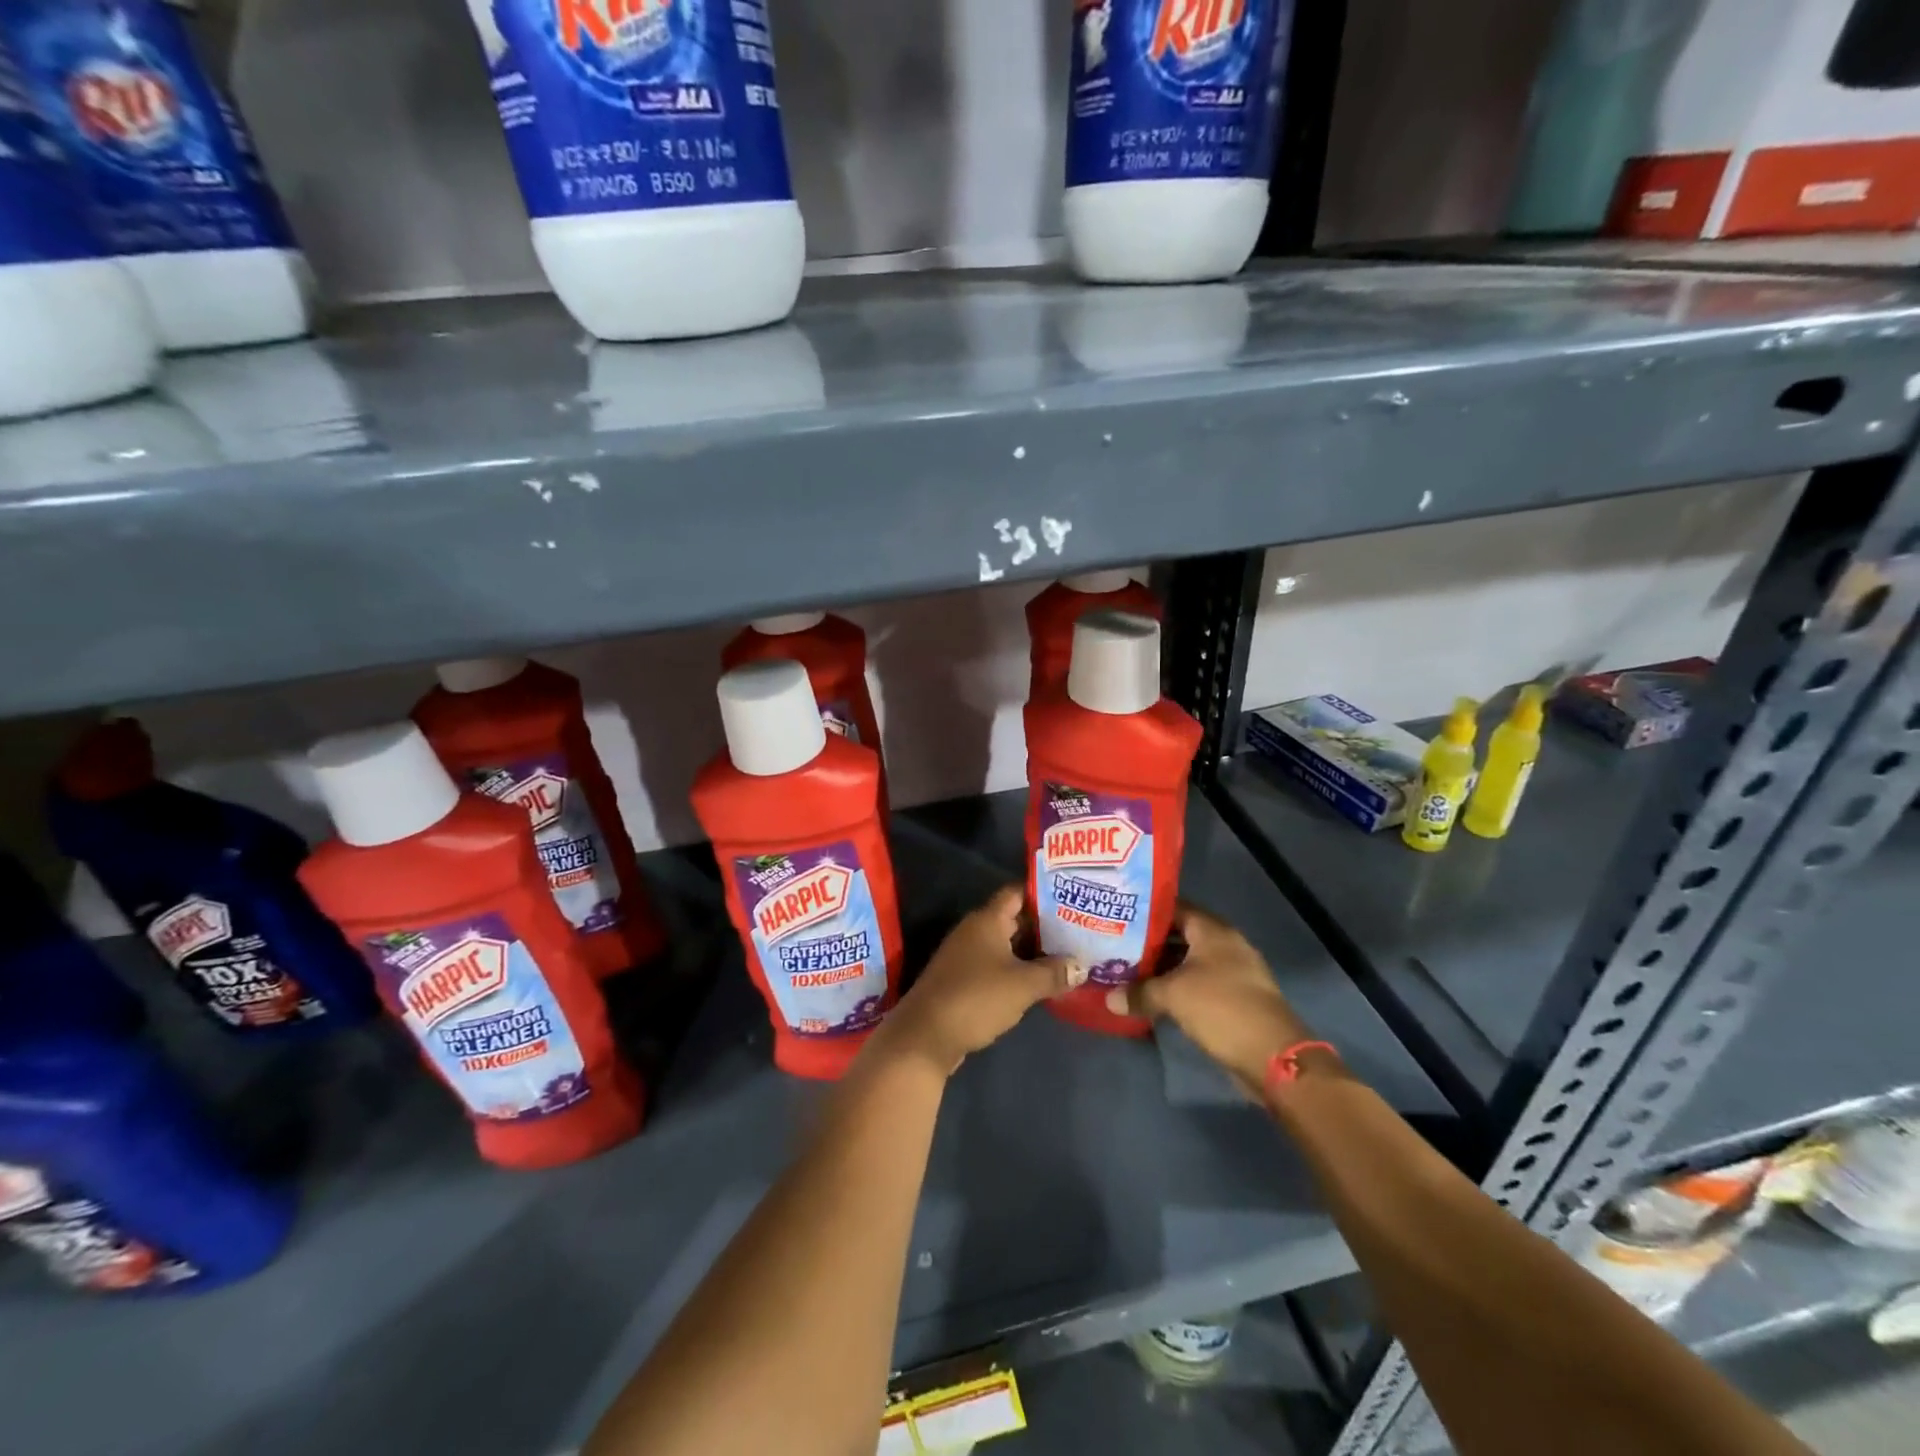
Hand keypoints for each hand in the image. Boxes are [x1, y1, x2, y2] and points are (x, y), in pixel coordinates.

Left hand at [870, 886, 1084, 1076]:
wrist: (926, 1036)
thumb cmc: (976, 998)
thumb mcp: (1022, 985)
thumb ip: (1054, 972)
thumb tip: (1082, 965)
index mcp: (986, 920)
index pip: (1017, 893)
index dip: (1043, 892)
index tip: (1072, 896)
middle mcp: (975, 931)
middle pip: (1014, 919)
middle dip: (1045, 925)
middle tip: (1080, 929)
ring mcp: (967, 956)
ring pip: (1007, 945)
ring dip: (1033, 951)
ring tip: (1069, 955)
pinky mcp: (964, 980)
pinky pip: (998, 966)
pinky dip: (1018, 971)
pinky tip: (1042, 982)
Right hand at [1105, 903, 1312, 1097]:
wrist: (1272, 1056)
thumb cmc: (1221, 1008)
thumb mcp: (1172, 996)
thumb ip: (1138, 992)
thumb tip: (1109, 999)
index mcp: (1213, 931)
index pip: (1175, 907)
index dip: (1146, 910)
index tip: (1119, 915)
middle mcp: (1225, 945)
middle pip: (1181, 935)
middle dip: (1150, 942)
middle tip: (1116, 945)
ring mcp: (1233, 972)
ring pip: (1189, 962)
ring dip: (1162, 968)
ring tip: (1127, 971)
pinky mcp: (1235, 999)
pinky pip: (1198, 984)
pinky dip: (1177, 988)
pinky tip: (1153, 997)